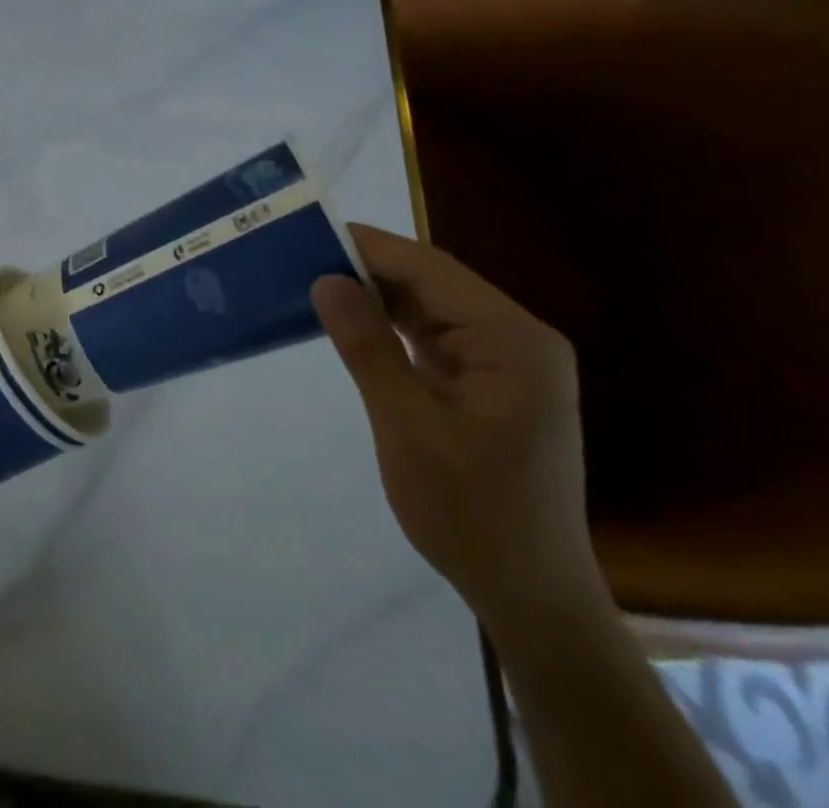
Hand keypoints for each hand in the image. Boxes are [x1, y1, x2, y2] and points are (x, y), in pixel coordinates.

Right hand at [312, 226, 606, 631]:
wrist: (529, 597)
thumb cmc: (471, 511)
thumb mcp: (407, 425)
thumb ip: (367, 346)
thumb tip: (325, 279)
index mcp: (514, 341)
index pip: (431, 270)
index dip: (369, 246)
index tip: (309, 232)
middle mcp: (517, 339)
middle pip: (432, 283)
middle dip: (367, 268)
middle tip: (299, 256)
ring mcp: (506, 361)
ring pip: (430, 307)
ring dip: (376, 295)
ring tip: (313, 280)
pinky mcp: (489, 382)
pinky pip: (433, 336)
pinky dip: (391, 326)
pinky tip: (350, 320)